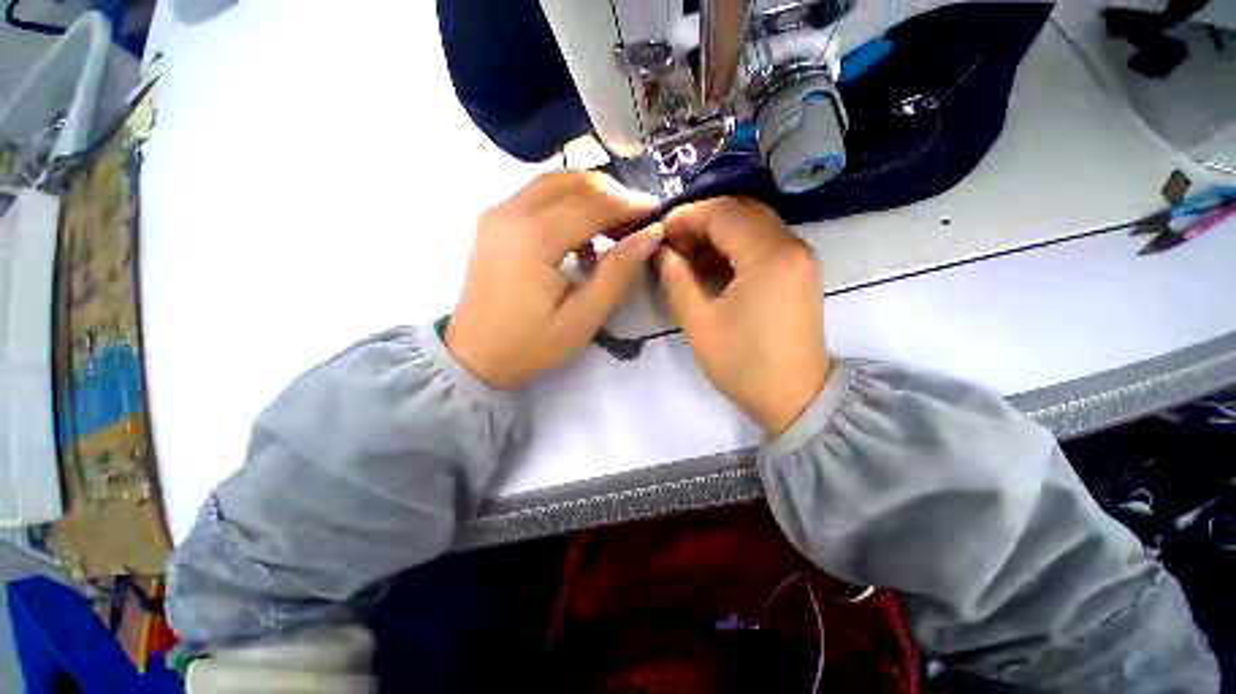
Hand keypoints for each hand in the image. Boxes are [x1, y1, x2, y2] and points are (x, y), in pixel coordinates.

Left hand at [446, 172, 661, 390]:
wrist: (474, 356)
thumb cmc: (530, 344)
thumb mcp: (582, 316)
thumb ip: (618, 272)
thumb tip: (650, 234)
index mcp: (533, 237)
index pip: (592, 203)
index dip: (629, 204)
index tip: (658, 214)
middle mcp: (511, 211)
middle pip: (573, 182)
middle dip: (613, 194)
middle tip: (639, 220)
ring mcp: (498, 212)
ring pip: (555, 182)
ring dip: (592, 195)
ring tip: (617, 223)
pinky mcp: (495, 221)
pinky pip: (539, 195)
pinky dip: (569, 202)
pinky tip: (583, 231)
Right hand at [657, 197, 829, 436]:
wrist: (794, 399)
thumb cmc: (743, 365)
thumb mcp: (699, 323)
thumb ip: (676, 279)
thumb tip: (661, 250)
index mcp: (769, 257)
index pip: (722, 213)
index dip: (686, 217)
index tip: (660, 234)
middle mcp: (792, 246)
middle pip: (740, 211)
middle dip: (701, 222)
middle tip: (674, 247)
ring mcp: (801, 257)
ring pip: (753, 224)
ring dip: (718, 233)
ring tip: (689, 259)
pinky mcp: (801, 271)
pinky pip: (764, 242)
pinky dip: (736, 246)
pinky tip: (714, 268)